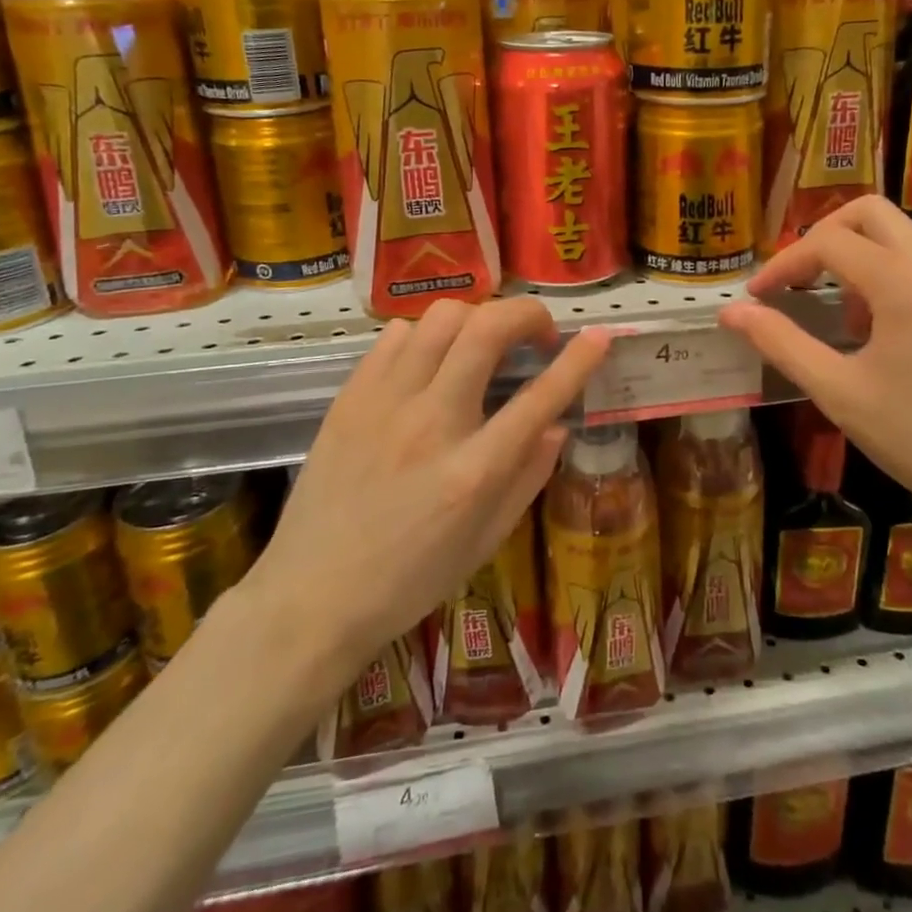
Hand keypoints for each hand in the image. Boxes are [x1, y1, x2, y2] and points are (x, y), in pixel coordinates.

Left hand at [241, 299, 610, 691]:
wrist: (311, 597)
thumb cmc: (408, 581)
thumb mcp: (484, 542)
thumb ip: (528, 477)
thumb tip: (559, 425)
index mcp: (473, 472)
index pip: (539, 398)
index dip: (578, 360)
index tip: (600, 335)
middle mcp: (431, 423)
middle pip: (487, 330)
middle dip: (526, 314)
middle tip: (537, 334)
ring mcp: (385, 403)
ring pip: (441, 318)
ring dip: (477, 319)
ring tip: (483, 346)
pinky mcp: (350, 396)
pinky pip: (395, 335)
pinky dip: (425, 335)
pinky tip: (431, 362)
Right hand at [717, 196, 911, 529]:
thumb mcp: (839, 393)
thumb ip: (781, 343)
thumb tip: (732, 312)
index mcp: (903, 283)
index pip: (828, 241)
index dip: (783, 263)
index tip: (758, 298)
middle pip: (870, 213)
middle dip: (822, 237)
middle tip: (796, 282)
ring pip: (900, 237)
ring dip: (857, 259)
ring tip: (839, 318)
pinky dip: (888, 277)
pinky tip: (881, 335)